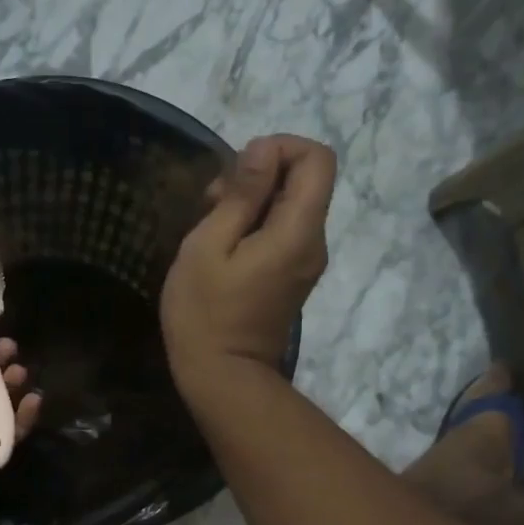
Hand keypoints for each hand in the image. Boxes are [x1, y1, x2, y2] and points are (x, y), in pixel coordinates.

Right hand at [160, 134, 336, 393]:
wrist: (222, 377)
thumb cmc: (205, 313)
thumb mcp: (209, 246)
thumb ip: (241, 195)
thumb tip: (264, 149)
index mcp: (298, 230)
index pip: (318, 158)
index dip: (280, 147)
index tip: (237, 169)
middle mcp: (314, 242)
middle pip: (305, 181)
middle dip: (260, 174)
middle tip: (212, 199)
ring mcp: (306, 262)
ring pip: (291, 206)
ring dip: (253, 201)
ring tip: (210, 221)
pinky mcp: (292, 277)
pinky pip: (283, 232)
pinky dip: (256, 225)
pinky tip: (222, 245)